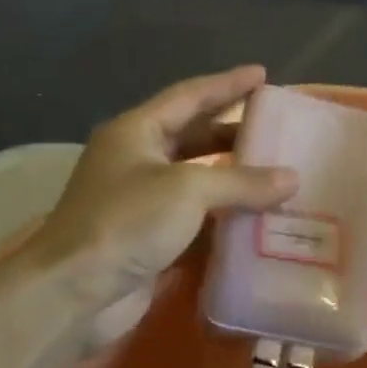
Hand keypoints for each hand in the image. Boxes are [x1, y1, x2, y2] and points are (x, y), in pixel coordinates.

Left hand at [15, 65, 298, 362]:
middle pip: (195, 136)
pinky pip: (199, 217)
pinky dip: (228, 215)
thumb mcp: (188, 190)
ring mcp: (144, 201)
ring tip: (278, 171)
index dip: (227, 84)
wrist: (74, 293)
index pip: (189, 96)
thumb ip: (243, 181)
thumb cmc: (126, 222)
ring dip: (235, 176)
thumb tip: (292, 178)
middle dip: (234, 131)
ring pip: (199, 179)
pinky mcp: (152, 238)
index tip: (262, 74)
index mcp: (136, 132)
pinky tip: (260, 216)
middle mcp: (138, 160)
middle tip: (277, 128)